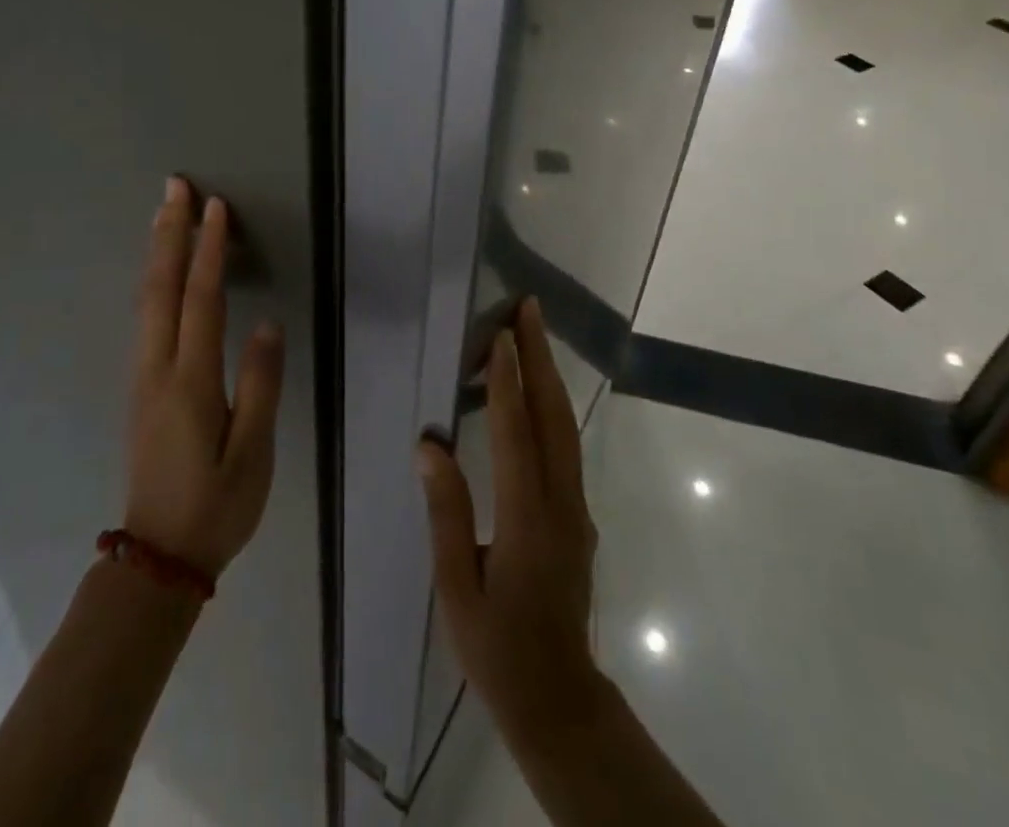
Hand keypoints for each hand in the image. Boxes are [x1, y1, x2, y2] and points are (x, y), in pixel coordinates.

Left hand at [127, 177, 284, 577]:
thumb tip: (266, 324)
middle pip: (160, 288)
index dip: (208, 250)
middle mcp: (159, 370)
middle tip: (175, 187)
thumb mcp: (253, 453)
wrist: (157, 559)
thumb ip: (260, 385)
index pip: (201, 300)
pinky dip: (154, 281)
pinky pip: (146, 318)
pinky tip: (160, 272)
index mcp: (191, 382)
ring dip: (156, 251)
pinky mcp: (141, 388)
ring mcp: (143, 378)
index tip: (215, 207)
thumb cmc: (216, 506)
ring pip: (146, 300)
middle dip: (168, 233)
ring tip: (164, 213)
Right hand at [416, 298, 602, 737]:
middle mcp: (560, 503)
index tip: (500, 336)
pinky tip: (538, 391)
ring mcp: (577, 507)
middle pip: (553, 417)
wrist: (559, 698)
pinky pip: (566, 446)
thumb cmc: (497, 647)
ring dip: (550, 376)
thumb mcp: (456, 587)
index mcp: (526, 520)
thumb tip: (430, 444)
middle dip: (540, 358)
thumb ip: (446, 512)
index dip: (508, 382)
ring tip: (534, 334)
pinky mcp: (579, 514)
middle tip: (529, 310)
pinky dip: (553, 406)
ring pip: (566, 427)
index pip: (517, 435)